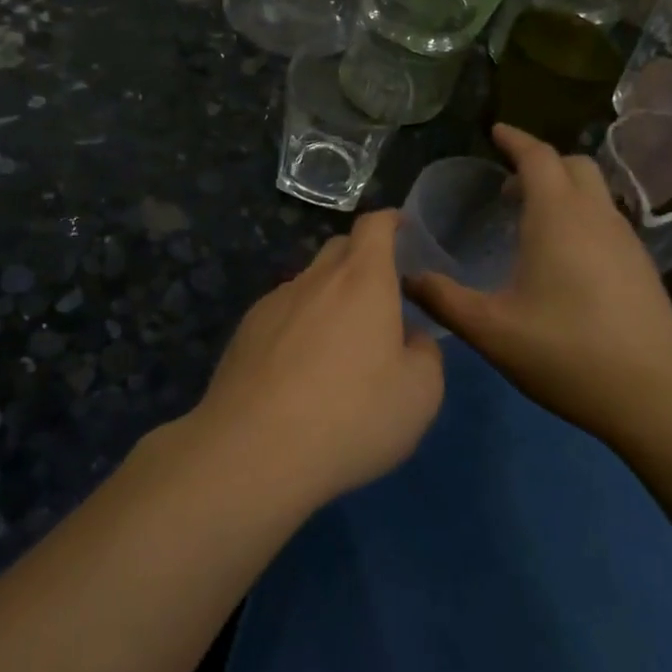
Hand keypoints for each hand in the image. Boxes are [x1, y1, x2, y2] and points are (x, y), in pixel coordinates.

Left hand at [186, 211, 443, 505]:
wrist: (255, 450)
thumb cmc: (352, 416)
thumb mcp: (420, 395)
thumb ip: (425, 354)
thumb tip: (410, 338)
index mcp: (363, 281)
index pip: (374, 226)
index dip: (389, 221)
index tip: (400, 227)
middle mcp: (316, 279)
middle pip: (339, 248)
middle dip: (362, 258)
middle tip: (379, 295)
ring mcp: (274, 303)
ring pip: (309, 282)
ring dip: (329, 296)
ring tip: (339, 342)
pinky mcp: (245, 331)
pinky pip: (282, 312)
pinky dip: (299, 323)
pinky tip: (300, 367)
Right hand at [406, 123, 671, 445]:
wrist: (658, 397)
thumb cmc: (568, 353)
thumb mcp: (491, 330)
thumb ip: (444, 299)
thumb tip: (407, 278)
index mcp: (558, 217)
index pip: (537, 156)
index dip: (514, 139)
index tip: (495, 131)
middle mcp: (596, 216)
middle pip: (572, 164)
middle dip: (539, 162)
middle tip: (505, 185)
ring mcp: (626, 240)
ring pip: (594, 192)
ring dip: (562, 189)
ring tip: (529, 220)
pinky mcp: (641, 266)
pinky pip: (605, 218)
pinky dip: (579, 215)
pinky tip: (562, 257)